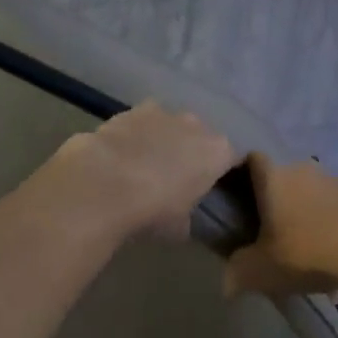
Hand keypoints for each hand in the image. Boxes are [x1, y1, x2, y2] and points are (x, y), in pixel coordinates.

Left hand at [48, 103, 238, 242]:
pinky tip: (122, 154)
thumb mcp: (180, 227)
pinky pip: (142, 123)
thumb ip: (189, 216)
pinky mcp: (131, 110)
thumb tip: (183, 218)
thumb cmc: (153, 209)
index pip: (232, 159)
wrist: (105, 183)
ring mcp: (163, 113)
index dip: (222, 172)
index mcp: (217, 153)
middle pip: (200, 137)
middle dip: (191, 152)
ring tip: (145, 164)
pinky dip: (136, 134)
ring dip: (163, 140)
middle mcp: (196, 125)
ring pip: (171, 125)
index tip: (211, 186)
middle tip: (176, 177)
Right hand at [224, 154, 337, 296]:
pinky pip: (335, 211)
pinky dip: (330, 230)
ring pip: (311, 196)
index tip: (236, 197)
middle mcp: (303, 169)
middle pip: (282, 179)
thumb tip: (226, 284)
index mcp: (274, 176)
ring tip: (305, 254)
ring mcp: (336, 180)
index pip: (251, 159)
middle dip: (276, 203)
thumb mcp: (261, 270)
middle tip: (269, 233)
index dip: (242, 173)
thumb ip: (238, 273)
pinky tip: (333, 261)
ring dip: (306, 217)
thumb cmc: (305, 251)